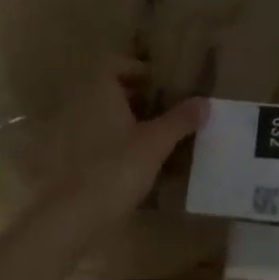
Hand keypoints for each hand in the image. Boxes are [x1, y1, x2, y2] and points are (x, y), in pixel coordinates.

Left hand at [40, 59, 207, 231]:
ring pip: (106, 118)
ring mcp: (74, 135)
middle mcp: (82, 107)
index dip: (137, 69)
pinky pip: (100, 142)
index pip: (113, 64)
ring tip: (159, 139)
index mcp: (99, 93)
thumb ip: (180, 120)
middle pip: (111, 91)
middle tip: (167, 112)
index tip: (161, 85)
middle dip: (139, 98)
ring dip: (130, 123)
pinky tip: (141, 164)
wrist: (74, 215)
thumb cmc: (116, 168)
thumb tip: (204, 101)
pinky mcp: (74, 161)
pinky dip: (119, 145)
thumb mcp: (156, 143)